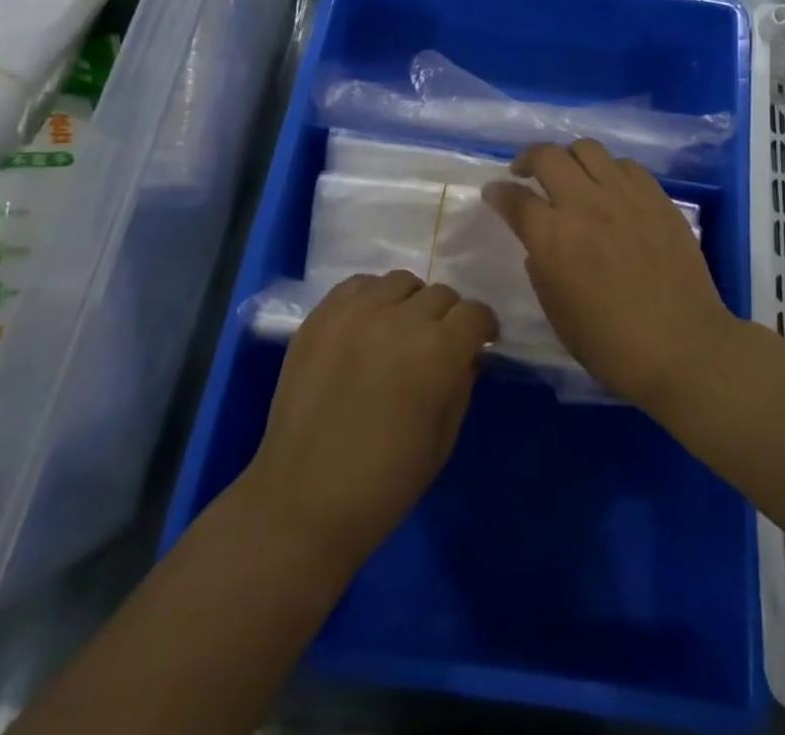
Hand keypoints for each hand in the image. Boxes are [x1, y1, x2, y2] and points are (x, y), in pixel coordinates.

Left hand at [241, 270, 497, 569]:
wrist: (303, 502)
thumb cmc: (385, 483)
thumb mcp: (443, 439)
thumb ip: (461, 385)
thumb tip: (465, 355)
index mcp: (437, 351)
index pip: (474, 313)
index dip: (481, 327)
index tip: (479, 341)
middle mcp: (399, 319)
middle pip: (440, 294)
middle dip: (448, 317)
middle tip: (437, 344)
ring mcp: (355, 313)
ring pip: (400, 282)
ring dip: (410, 303)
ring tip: (399, 331)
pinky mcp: (321, 316)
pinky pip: (358, 285)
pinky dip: (371, 297)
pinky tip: (367, 326)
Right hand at [484, 139, 739, 413]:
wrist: (684, 348)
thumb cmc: (613, 346)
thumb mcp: (558, 315)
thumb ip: (541, 270)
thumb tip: (540, 244)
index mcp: (554, 239)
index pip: (514, 198)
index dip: (497, 192)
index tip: (493, 192)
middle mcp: (586, 205)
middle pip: (548, 156)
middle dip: (527, 158)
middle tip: (524, 171)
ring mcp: (625, 196)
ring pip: (588, 148)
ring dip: (569, 157)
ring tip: (569, 173)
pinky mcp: (657, 198)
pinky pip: (626, 165)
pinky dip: (609, 170)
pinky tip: (610, 188)